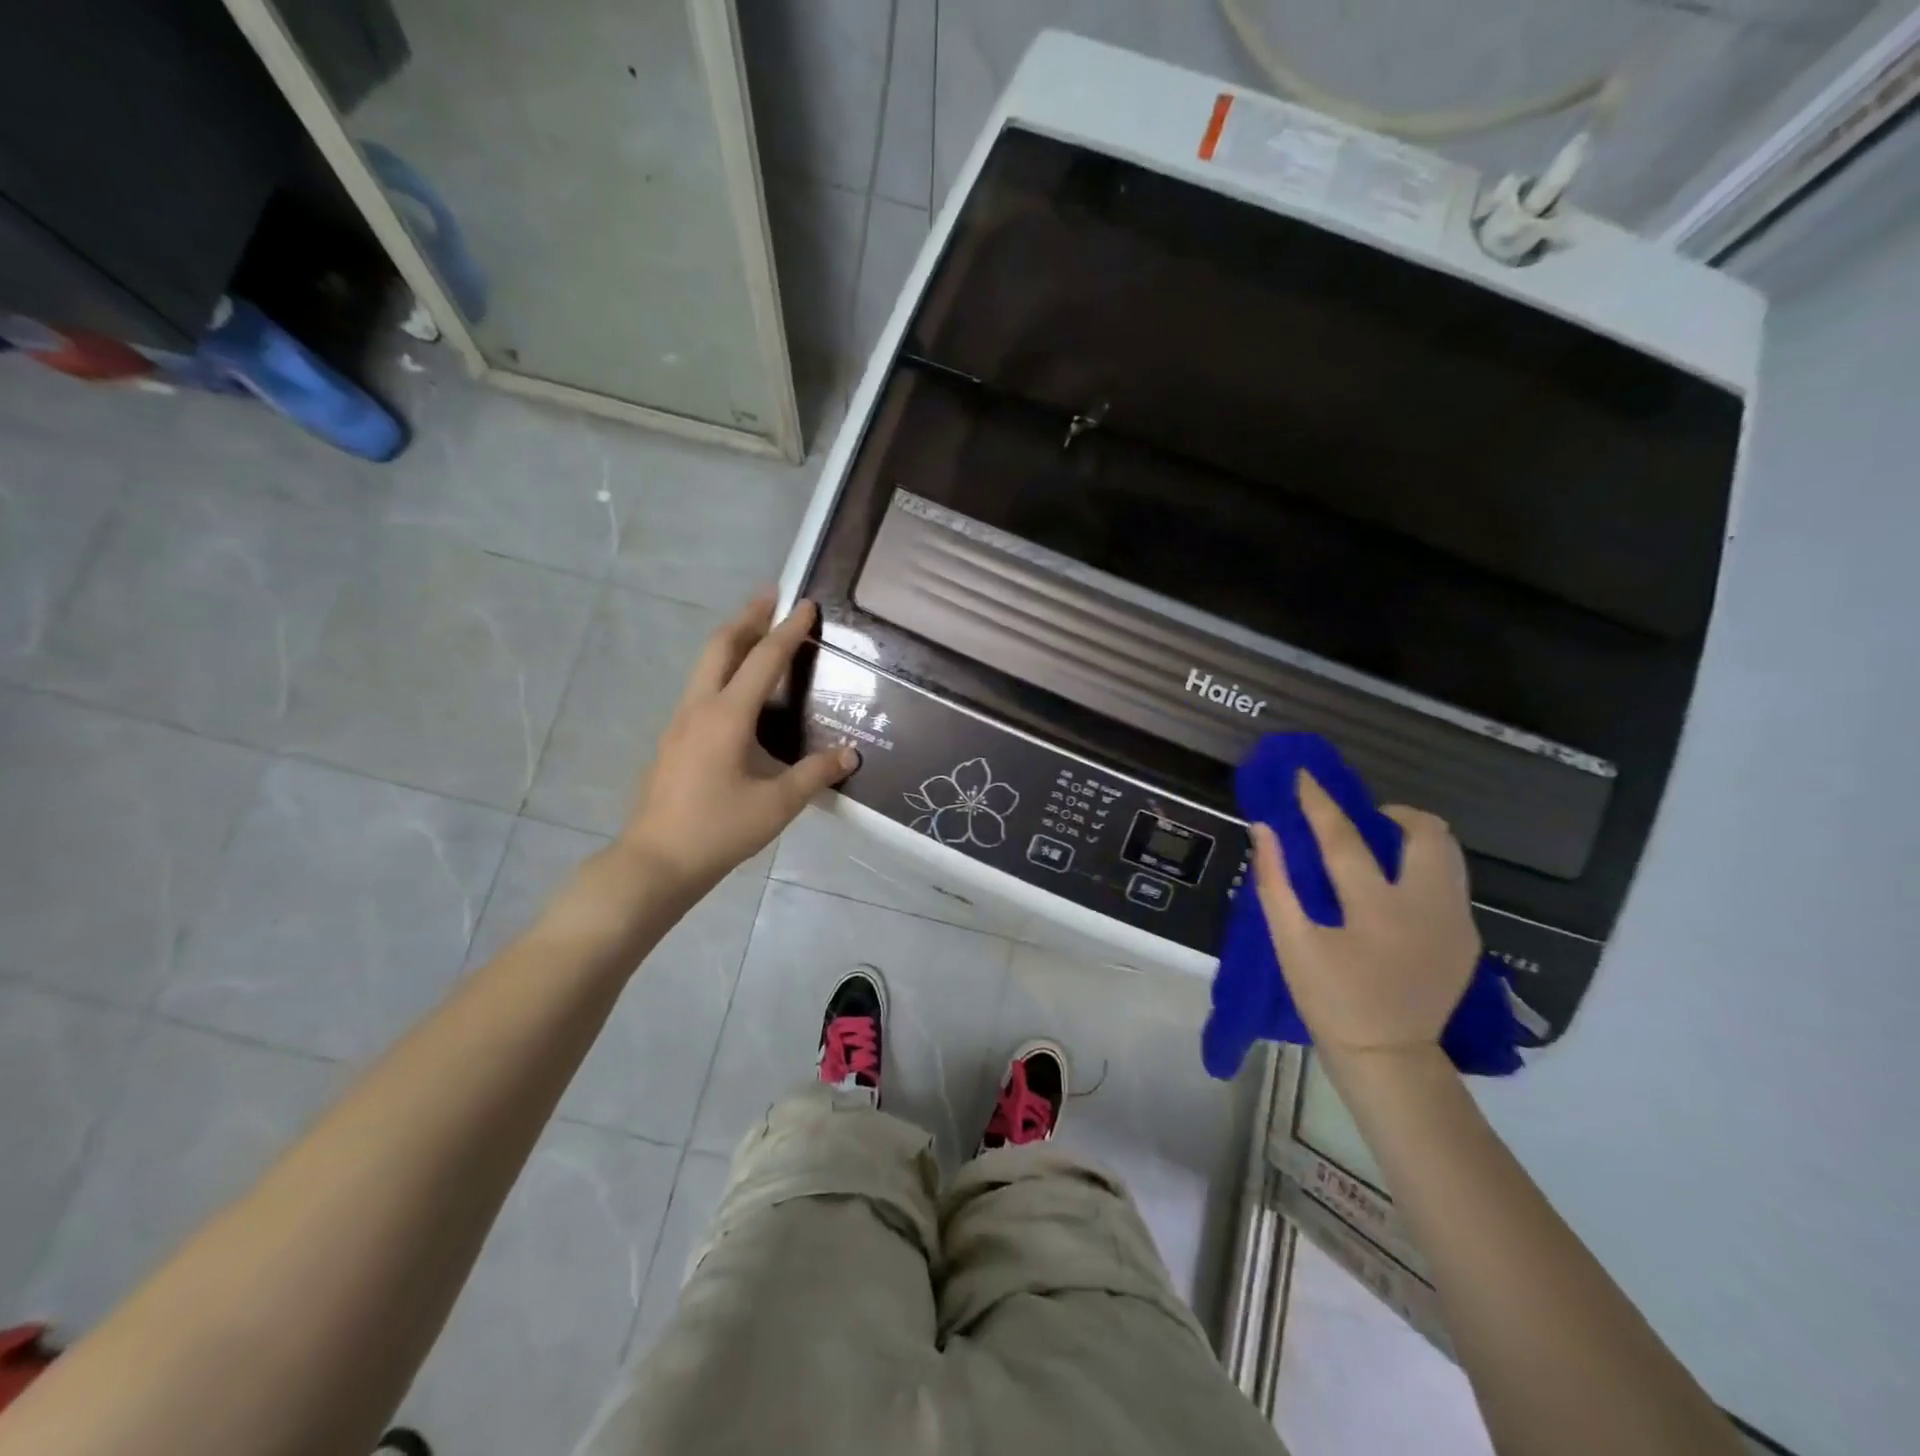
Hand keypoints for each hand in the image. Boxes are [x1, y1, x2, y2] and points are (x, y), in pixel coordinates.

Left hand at [621, 593, 855, 896]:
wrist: (655, 862)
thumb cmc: (718, 830)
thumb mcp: (777, 805)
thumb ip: (814, 774)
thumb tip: (850, 755)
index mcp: (726, 717)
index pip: (763, 661)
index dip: (788, 631)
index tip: (806, 605)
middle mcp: (699, 709)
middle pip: (721, 646)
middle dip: (748, 617)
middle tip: (771, 595)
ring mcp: (679, 723)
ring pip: (705, 666)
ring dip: (732, 641)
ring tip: (757, 632)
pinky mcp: (673, 741)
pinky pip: (701, 689)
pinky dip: (723, 670)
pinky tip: (738, 691)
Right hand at [1251, 771, 1480, 1056]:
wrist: (1388, 1056)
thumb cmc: (1330, 999)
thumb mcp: (1291, 944)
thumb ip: (1275, 882)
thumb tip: (1264, 829)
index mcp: (1376, 911)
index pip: (1344, 839)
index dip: (1319, 803)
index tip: (1303, 775)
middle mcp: (1428, 908)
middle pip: (1427, 832)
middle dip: (1392, 812)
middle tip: (1359, 823)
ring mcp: (1456, 921)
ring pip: (1449, 852)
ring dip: (1413, 836)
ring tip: (1380, 847)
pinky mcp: (1467, 935)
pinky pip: (1451, 879)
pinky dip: (1423, 865)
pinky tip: (1395, 887)